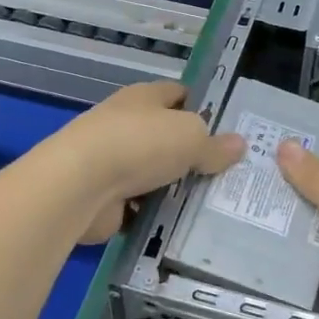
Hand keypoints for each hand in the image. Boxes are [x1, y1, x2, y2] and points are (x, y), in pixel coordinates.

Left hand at [51, 82, 244, 243]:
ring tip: (213, 203)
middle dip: (192, 153)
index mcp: (144, 97)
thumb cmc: (139, 143)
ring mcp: (112, 161)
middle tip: (228, 172)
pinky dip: (156, 214)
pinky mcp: (105, 196)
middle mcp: (126, 123)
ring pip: (154, 172)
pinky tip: (182, 225)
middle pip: (166, 135)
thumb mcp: (190, 137)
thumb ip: (214, 144)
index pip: (178, 94)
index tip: (227, 128)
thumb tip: (239, 144)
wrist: (79, 185)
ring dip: (174, 186)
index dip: (202, 106)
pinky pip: (140, 204)